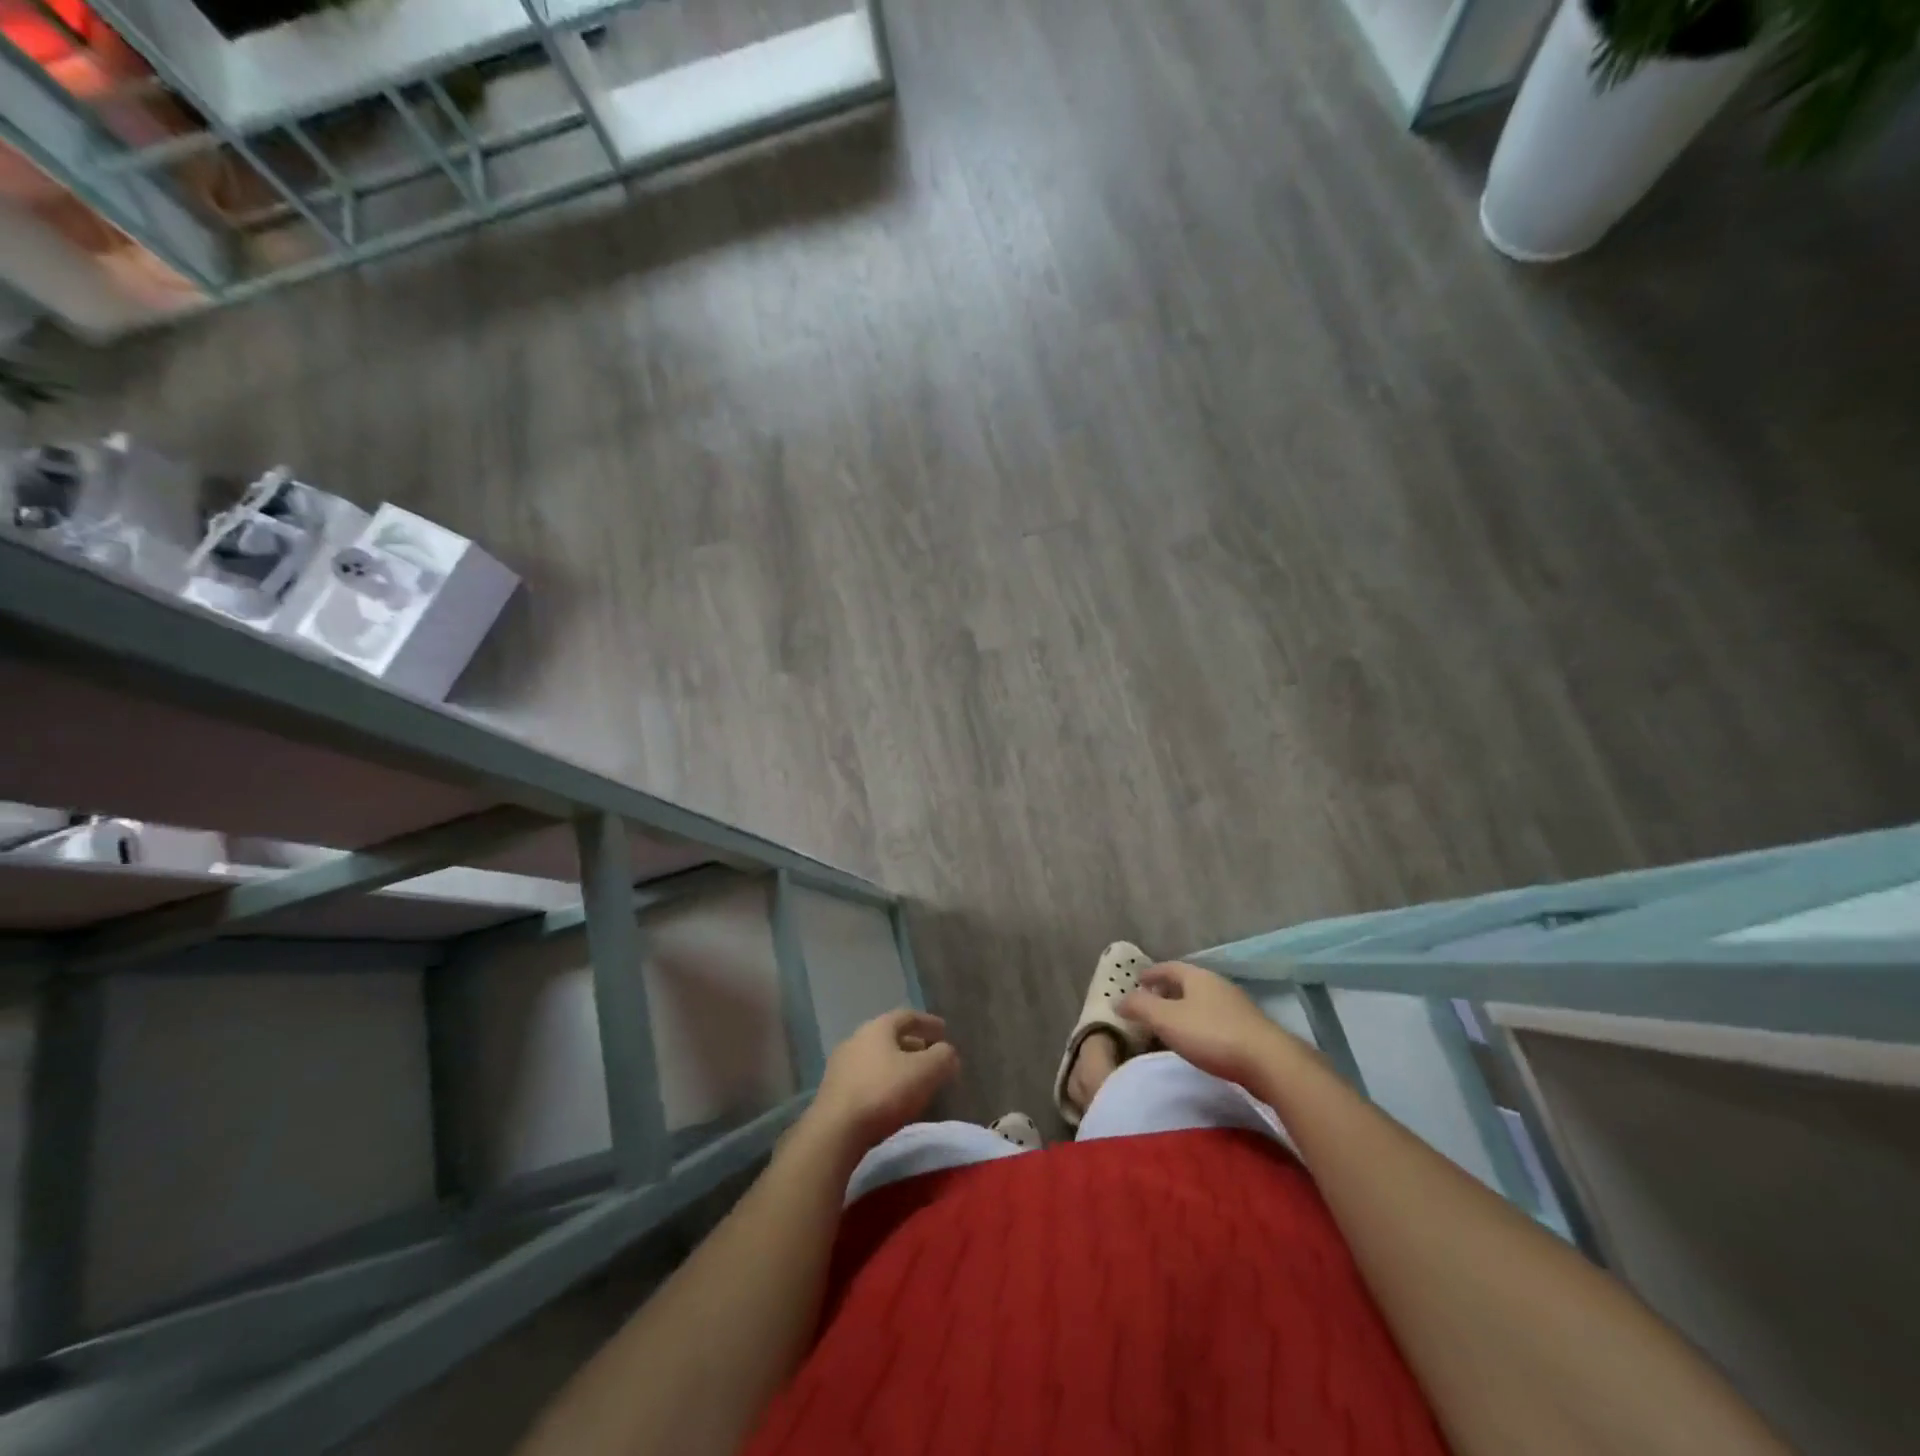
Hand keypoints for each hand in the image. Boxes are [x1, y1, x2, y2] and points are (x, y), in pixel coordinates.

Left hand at [805, 1008, 959, 1154]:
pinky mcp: (833, 1091)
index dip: (928, 1022)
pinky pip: (866, 1078)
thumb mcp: (925, 1072)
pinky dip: (883, 1082)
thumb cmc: (884, 1092)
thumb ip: (942, 1057)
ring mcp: (841, 1065)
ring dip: (897, 1065)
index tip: (944, 1031)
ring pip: (877, 1058)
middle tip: (931, 1056)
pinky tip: (892, 1100)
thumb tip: (948, 1052)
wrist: (835, 1131)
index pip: (907, 1016)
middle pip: (890, 1037)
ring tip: (914, 1080)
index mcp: (878, 1027)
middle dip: (913, 1045)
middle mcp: (856, 1039)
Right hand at [1118, 962, 1303, 1092]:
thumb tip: (1119, 999)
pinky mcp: (1250, 1028)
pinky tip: (1198, 1039)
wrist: (1269, 1062)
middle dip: (1167, 989)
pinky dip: (1200, 1022)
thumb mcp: (1167, 1020)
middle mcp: (1218, 984)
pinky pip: (1216, 1018)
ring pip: (1203, 1000)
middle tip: (1151, 1001)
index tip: (1137, 980)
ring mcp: (1237, 1006)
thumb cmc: (1212, 1035)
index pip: (1169, 967)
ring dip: (1185, 1007)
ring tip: (1171, 1022)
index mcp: (1197, 977)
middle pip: (1187, 982)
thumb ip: (1140, 1007)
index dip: (1151, 973)